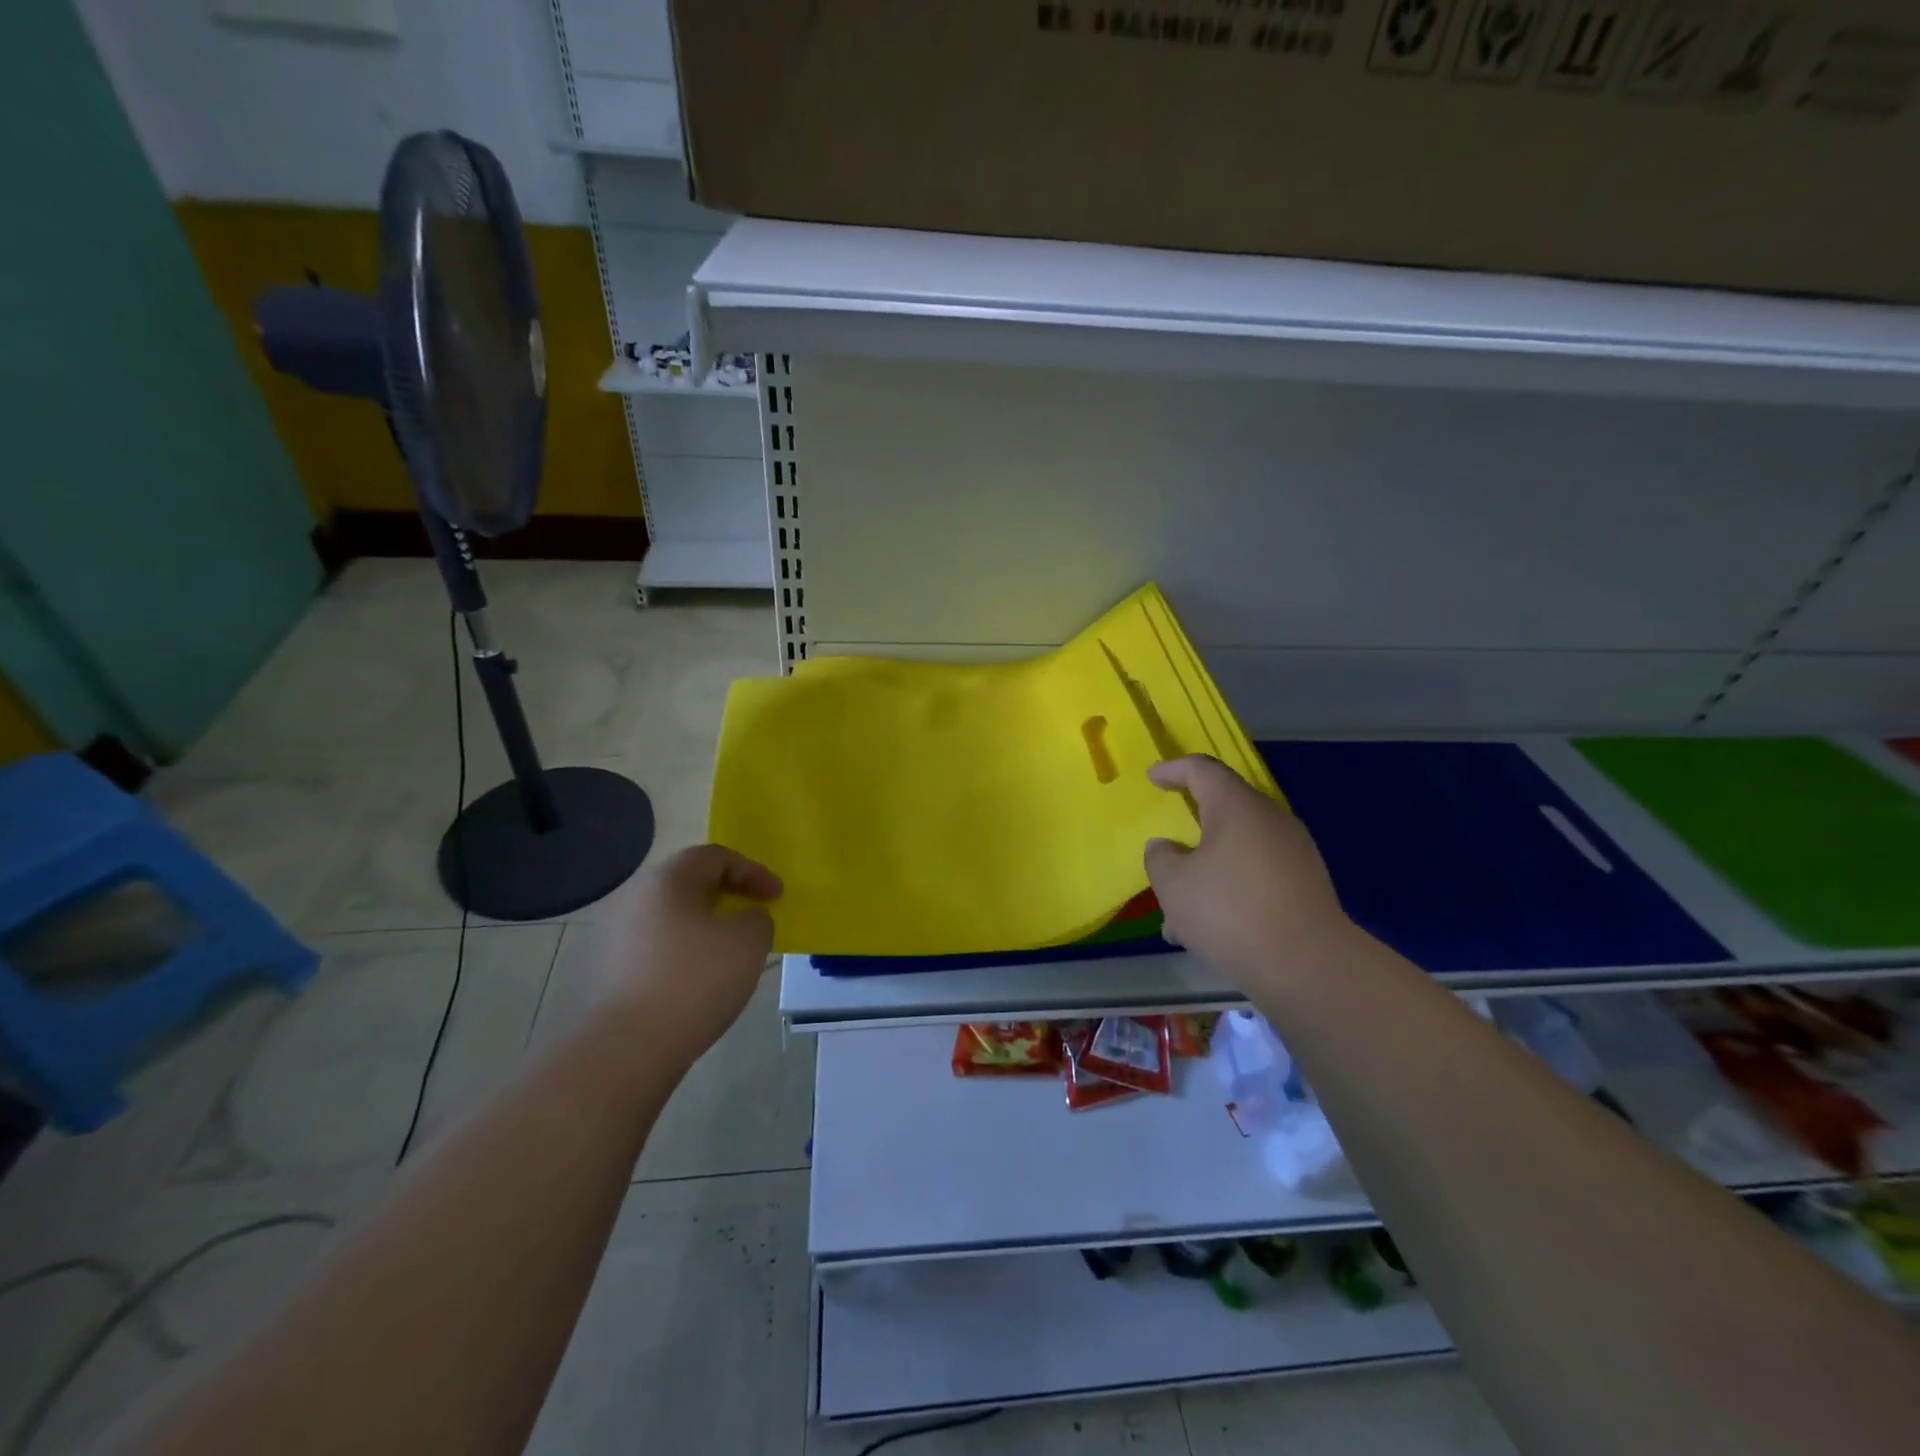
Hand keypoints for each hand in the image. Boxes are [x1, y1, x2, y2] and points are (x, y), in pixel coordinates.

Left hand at [589, 845, 782, 1071]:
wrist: (623, 1050)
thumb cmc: (693, 981)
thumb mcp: (749, 940)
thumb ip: (757, 918)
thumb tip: (743, 920)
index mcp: (665, 879)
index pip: (715, 856)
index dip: (753, 871)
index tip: (777, 896)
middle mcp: (631, 898)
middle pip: (687, 884)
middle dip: (725, 896)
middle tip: (752, 917)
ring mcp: (610, 936)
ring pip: (669, 918)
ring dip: (702, 927)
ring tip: (727, 953)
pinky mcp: (602, 973)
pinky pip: (652, 950)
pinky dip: (680, 955)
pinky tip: (695, 983)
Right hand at [1144, 755, 1356, 991]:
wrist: (1308, 965)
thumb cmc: (1229, 911)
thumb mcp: (1173, 884)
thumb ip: (1160, 858)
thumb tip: (1166, 848)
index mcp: (1236, 806)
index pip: (1202, 770)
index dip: (1173, 769)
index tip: (1152, 778)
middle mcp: (1270, 820)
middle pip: (1223, 811)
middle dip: (1189, 831)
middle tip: (1165, 849)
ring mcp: (1294, 852)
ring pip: (1237, 850)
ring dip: (1206, 871)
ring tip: (1179, 913)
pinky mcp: (1306, 885)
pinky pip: (1256, 875)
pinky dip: (1229, 890)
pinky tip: (1209, 930)